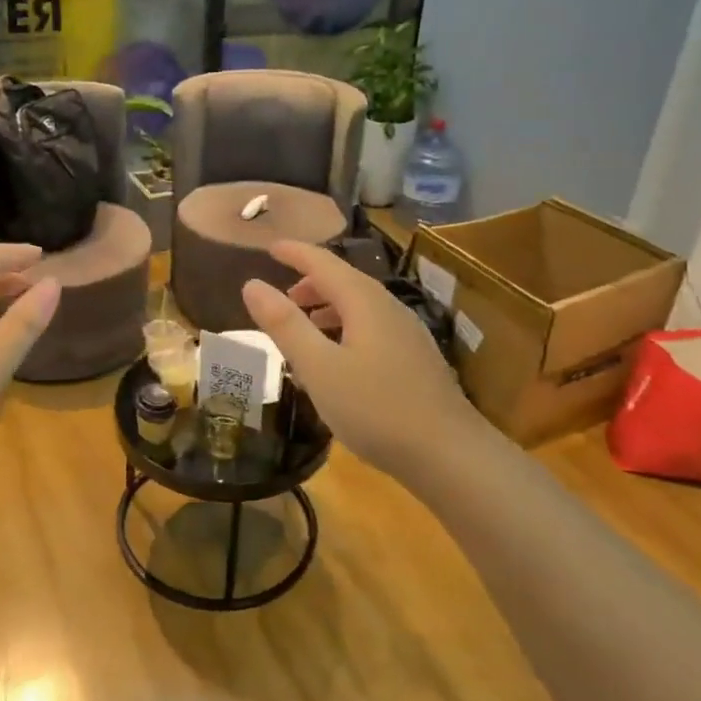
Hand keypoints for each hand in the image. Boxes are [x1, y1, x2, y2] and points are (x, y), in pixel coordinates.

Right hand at [242, 240, 484, 478]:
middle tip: (282, 297)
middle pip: (345, 282)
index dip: (295, 253)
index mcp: (365, 302)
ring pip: (361, 307)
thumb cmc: (376, 408)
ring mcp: (408, 334)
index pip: (323, 263)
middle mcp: (389, 308)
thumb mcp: (319, 367)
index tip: (270, 247)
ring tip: (305, 328)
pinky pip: (373, 328)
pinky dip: (346, 329)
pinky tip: (339, 361)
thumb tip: (252, 284)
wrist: (449, 453)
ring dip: (329, 308)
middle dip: (311, 283)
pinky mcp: (416, 360)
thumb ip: (285, 325)